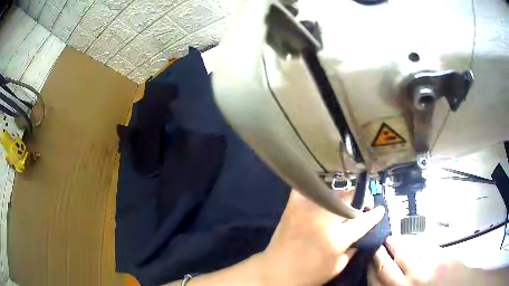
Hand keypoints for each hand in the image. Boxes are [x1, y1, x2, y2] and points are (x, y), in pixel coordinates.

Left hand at [259, 189, 385, 285]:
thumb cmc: (308, 274)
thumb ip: (352, 248)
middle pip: (349, 200)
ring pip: (333, 192)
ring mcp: (307, 209)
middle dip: (358, 203)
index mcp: (337, 238)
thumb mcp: (337, 267)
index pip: (363, 221)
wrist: (275, 272)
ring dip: (341, 198)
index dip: (374, 215)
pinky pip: (307, 189)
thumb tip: (361, 234)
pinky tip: (320, 193)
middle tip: (358, 209)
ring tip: (341, 205)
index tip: (379, 209)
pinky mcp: (293, 206)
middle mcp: (324, 219)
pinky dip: (315, 189)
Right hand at [369, 236, 467, 285]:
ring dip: (396, 244)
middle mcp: (410, 283)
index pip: (377, 282)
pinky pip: (425, 246)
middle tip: (374, 244)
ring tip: (390, 238)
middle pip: (388, 266)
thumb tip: (384, 281)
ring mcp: (427, 268)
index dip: (370, 270)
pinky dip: (416, 241)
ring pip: (406, 253)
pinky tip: (412, 239)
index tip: (367, 260)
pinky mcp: (441, 256)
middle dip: (379, 254)